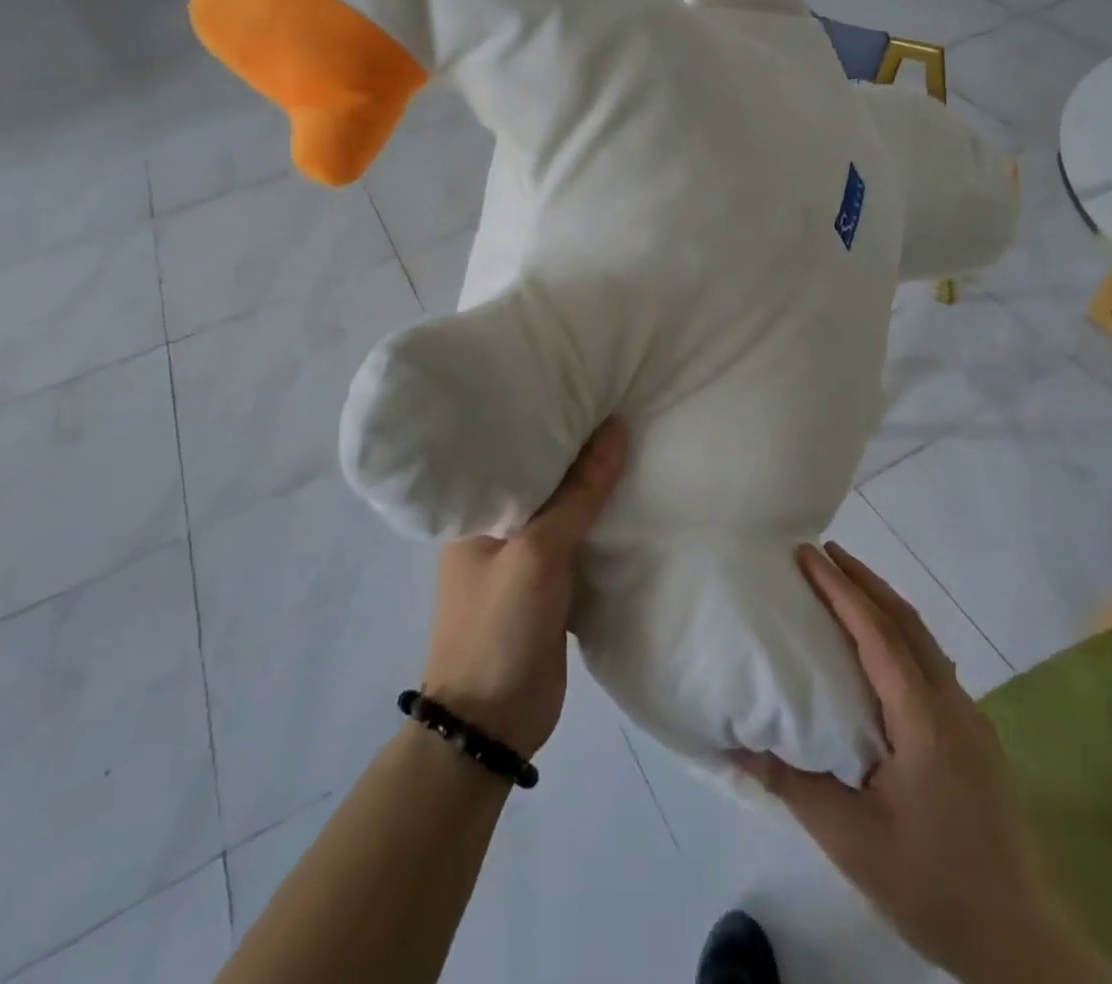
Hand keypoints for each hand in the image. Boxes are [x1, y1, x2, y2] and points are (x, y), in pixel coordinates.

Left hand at [418, 418, 627, 757]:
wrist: (493, 724)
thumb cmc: (500, 626)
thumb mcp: (538, 551)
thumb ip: (578, 493)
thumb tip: (615, 428)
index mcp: (477, 511)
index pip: (514, 449)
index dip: (548, 419)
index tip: (585, 387)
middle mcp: (497, 528)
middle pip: (544, 478)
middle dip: (578, 452)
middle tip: (620, 406)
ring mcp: (523, 559)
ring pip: (565, 511)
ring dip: (594, 490)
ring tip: (634, 440)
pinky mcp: (549, 586)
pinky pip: (579, 544)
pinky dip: (601, 526)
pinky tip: (632, 500)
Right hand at [735, 543, 1109, 983]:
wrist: (1022, 942)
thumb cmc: (933, 886)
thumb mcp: (852, 841)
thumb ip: (793, 785)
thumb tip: (736, 744)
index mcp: (923, 719)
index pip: (877, 634)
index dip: (841, 589)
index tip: (808, 554)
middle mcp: (951, 704)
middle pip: (905, 621)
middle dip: (863, 580)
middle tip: (822, 551)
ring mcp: (968, 718)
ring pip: (923, 638)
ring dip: (883, 603)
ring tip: (845, 584)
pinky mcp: (973, 736)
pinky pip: (930, 661)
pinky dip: (898, 632)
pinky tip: (880, 647)